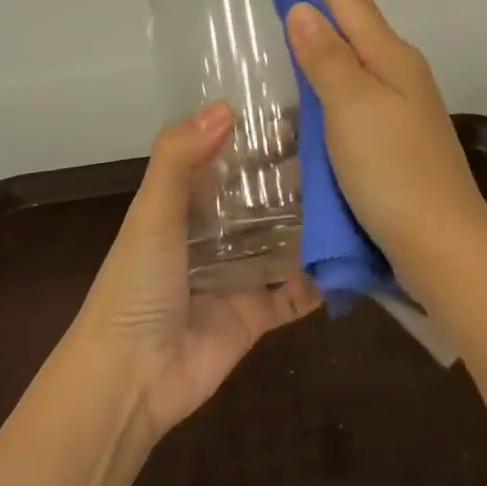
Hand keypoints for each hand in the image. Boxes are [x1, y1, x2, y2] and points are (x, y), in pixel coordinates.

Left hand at [77, 103, 319, 438]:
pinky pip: (294, 294)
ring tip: (357, 197)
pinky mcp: (255, 314)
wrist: (129, 379)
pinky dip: (317, 282)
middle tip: (345, 155)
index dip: (257, 139)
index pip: (226, 161)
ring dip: (310, 225)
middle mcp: (212, 236)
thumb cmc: (137, 286)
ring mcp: (236, 275)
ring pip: (281, 242)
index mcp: (184, 206)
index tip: (303, 114)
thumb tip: (225, 106)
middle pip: (259, 200)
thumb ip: (179, 158)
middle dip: (294, 181)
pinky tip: (350, 259)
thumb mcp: (151, 213)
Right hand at [284, 0, 486, 298]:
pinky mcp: (396, 134)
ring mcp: (402, 104)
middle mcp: (400, 72)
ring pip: (362, 48)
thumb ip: (326, 58)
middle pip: (361, 17)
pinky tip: (334, 65)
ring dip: (340, 17)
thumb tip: (304, 9)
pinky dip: (342, 59)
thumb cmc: (393, 172)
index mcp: (390, 58)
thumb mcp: (352, 108)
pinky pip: (361, 80)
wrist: (441, 243)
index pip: (350, 0)